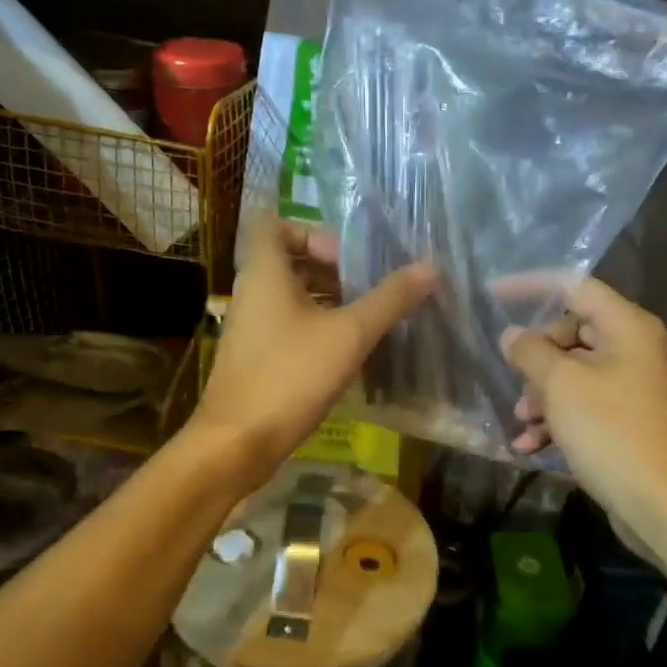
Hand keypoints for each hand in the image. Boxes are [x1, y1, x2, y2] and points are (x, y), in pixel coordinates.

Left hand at [191, 221, 433, 488]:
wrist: (237, 442)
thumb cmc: (290, 376)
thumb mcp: (349, 335)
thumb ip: (389, 300)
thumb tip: (430, 268)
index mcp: (265, 273)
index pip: (274, 224)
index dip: (311, 231)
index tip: (346, 257)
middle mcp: (251, 293)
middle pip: (288, 260)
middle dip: (330, 268)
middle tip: (367, 288)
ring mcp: (249, 327)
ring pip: (289, 296)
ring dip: (326, 300)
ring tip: (366, 319)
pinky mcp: (253, 358)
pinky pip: (286, 326)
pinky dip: (315, 328)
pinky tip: (346, 353)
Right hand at [501, 279, 666, 523]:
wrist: (658, 501)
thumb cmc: (609, 430)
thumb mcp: (560, 384)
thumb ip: (530, 351)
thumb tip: (512, 335)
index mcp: (627, 327)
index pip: (575, 286)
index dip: (532, 286)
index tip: (494, 294)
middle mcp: (634, 349)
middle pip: (572, 332)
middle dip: (536, 357)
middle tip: (517, 379)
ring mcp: (631, 386)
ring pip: (573, 373)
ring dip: (541, 394)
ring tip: (521, 420)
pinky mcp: (625, 420)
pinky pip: (583, 405)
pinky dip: (556, 420)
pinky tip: (529, 447)